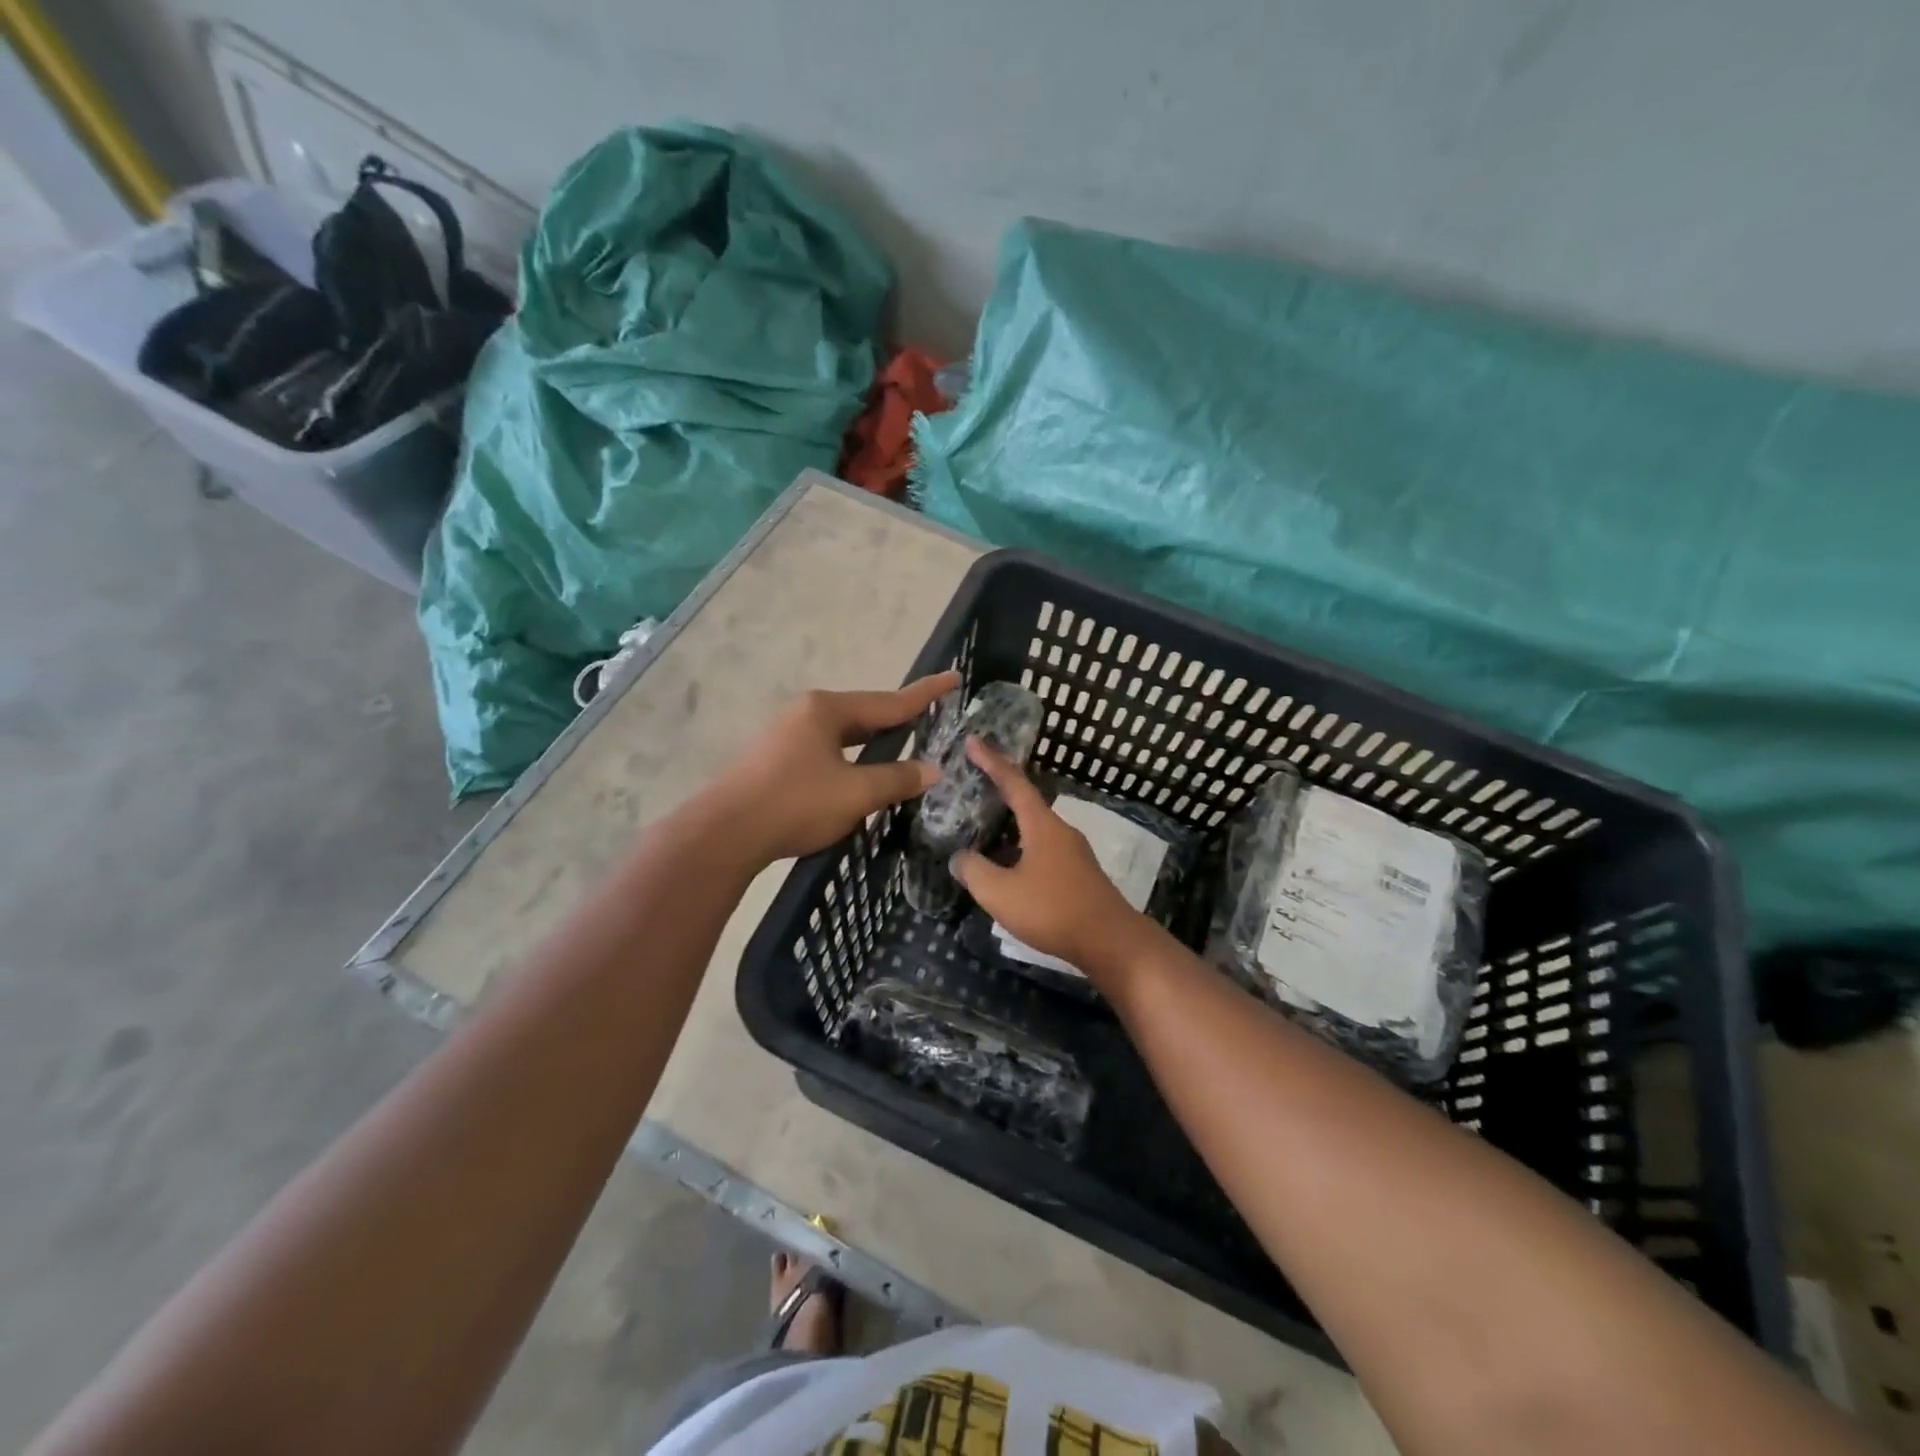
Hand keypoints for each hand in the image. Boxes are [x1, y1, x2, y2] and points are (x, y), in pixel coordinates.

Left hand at [710, 671, 959, 866]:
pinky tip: (858, 775)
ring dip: (872, 744)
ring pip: (843, 736)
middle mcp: (806, 713)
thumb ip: (897, 779)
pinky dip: (850, 759)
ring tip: (901, 748)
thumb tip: (932, 770)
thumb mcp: (856, 793)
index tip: (953, 677)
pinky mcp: (775, 760)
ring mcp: (786, 735)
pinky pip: (826, 752)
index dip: (925, 693)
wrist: (724, 833)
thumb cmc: (796, 803)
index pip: (889, 701)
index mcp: (827, 710)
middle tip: (930, 720)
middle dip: (897, 720)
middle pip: (864, 715)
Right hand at [951, 739, 1148, 978]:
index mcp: (1042, 825)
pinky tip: (1008, 867)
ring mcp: (1073, 853)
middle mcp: (1060, 831)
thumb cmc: (1053, 910)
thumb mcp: (1000, 893)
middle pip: (1027, 802)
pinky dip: (1021, 847)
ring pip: (1035, 829)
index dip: (991, 761)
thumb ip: (974, 871)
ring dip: (1010, 824)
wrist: (1110, 942)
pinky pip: (1043, 849)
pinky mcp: (1078, 874)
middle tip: (974, 782)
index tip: (973, 741)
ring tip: (984, 827)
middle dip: (1000, 790)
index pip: (1014, 782)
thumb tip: (960, 858)